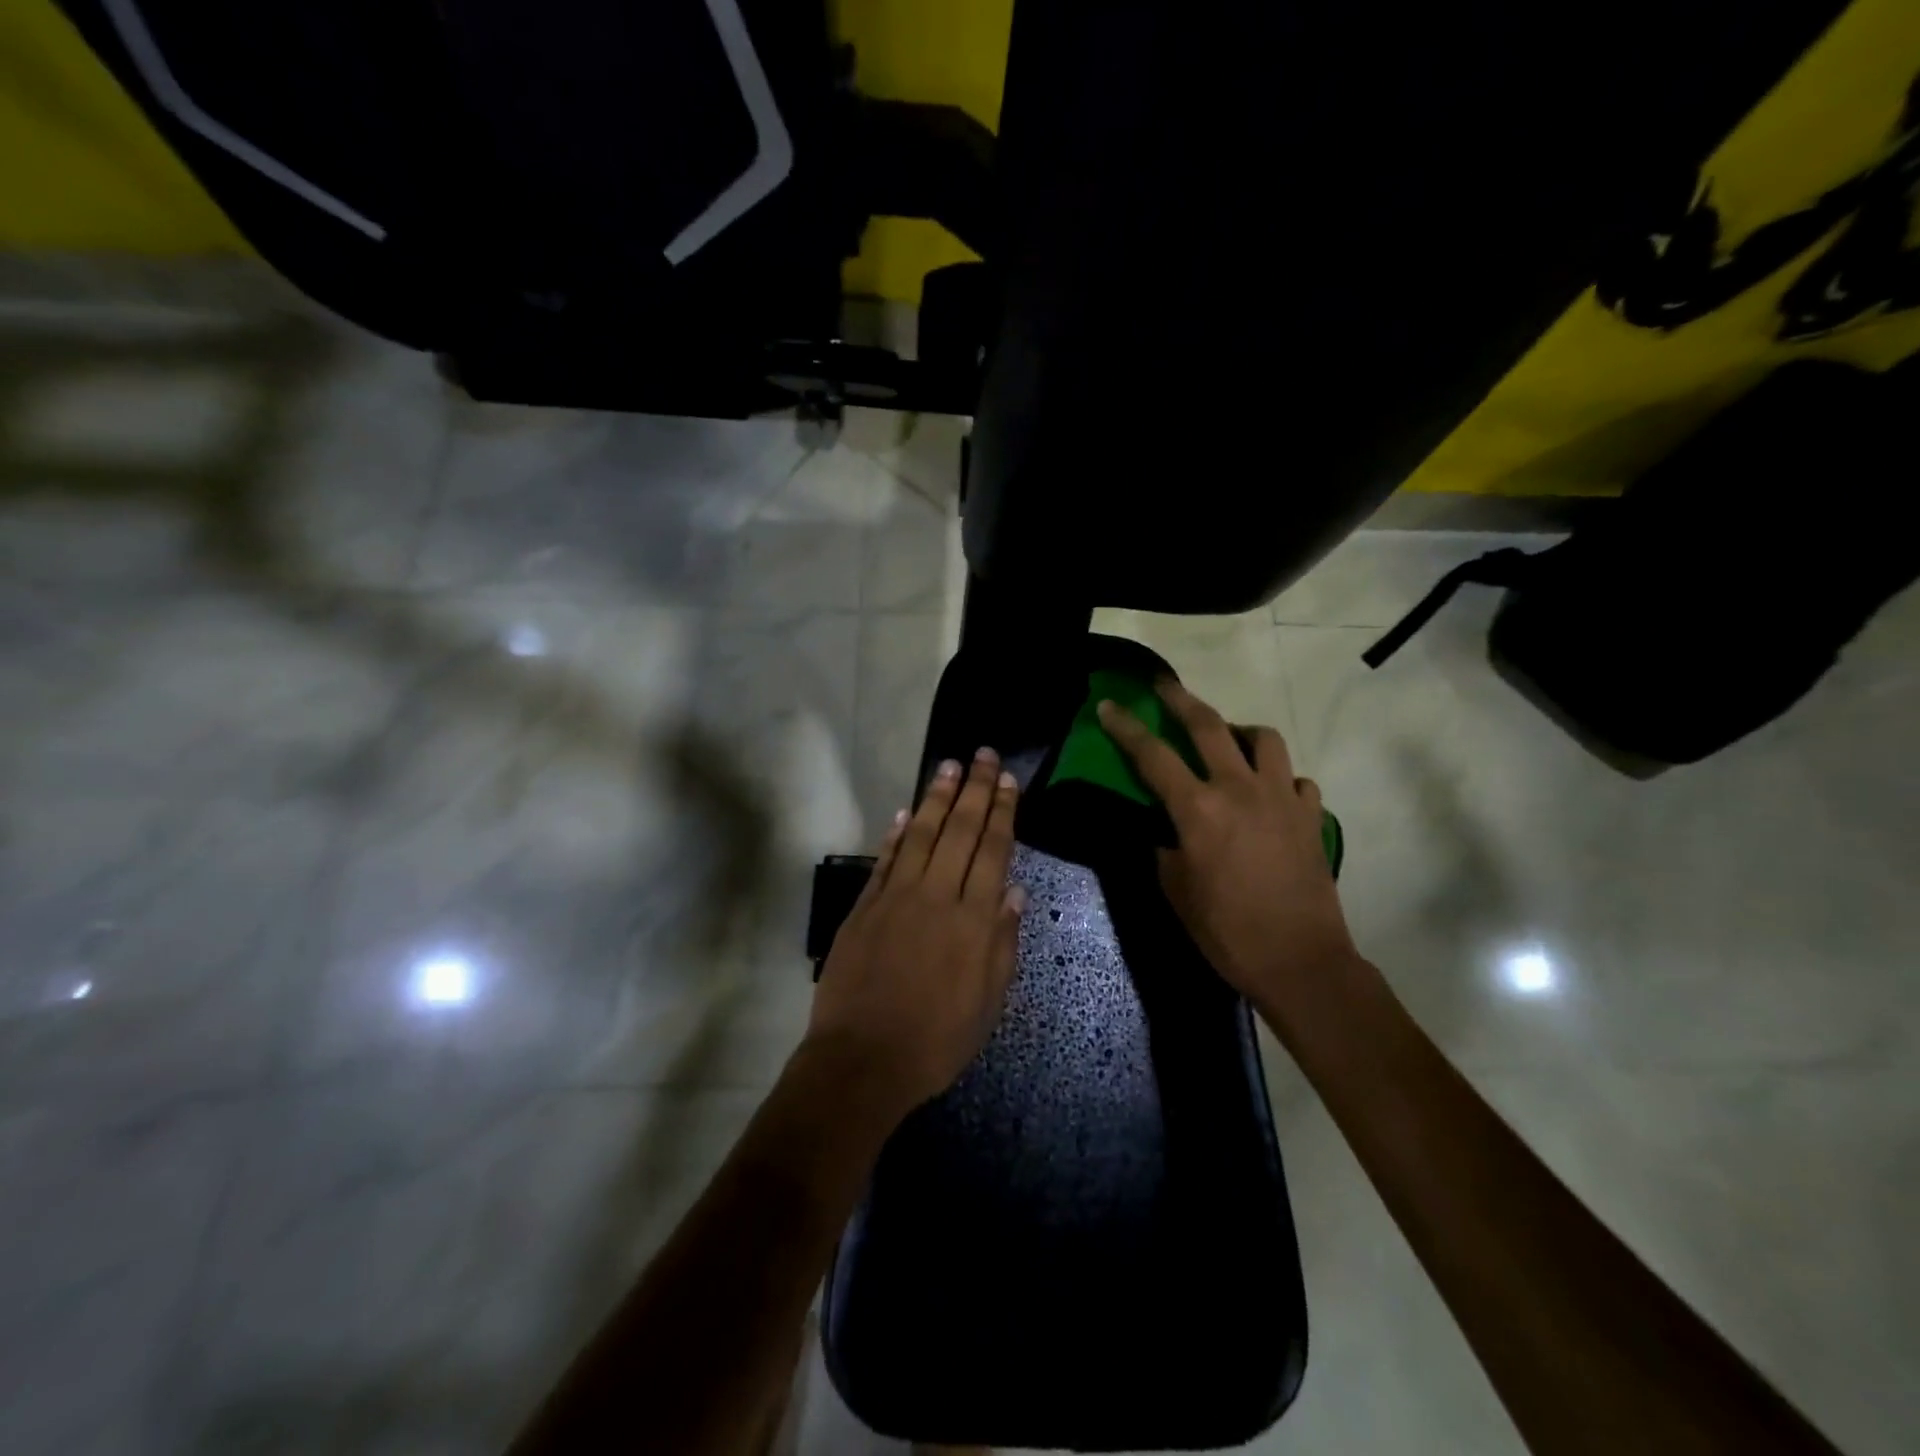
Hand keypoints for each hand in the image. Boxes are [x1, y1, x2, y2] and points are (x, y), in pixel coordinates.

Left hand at [804, 748, 1026, 1120]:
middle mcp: (936, 896)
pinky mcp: (864, 906)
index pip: (992, 851)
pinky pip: (884, 859)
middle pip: (959, 831)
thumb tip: (1013, 890)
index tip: (1006, 780)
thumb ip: (1002, 941)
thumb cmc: (936, 1040)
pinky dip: (895, 832)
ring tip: (948, 766)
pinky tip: (905, 811)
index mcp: (973, 920)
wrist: (863, 1060)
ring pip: (920, 834)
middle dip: (974, 789)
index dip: (1001, 812)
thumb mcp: (988, 1002)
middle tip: (983, 754)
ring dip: (935, 797)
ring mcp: (895, 897)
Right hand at [1096, 681, 1358, 1019]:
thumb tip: (1170, 832)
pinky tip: (1269, 793)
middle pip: (1208, 726)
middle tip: (1163, 684)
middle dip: (1180, 698)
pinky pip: (1297, 778)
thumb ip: (1166, 849)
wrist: (1301, 962)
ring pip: (1263, 739)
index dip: (1126, 728)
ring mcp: (1282, 798)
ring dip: (1239, 730)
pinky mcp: (1312, 816)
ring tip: (1228, 739)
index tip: (1110, 705)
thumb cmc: (1227, 931)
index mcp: (1198, 810)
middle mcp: (1240, 790)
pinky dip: (1279, 777)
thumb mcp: (1176, 891)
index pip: (1153, 755)